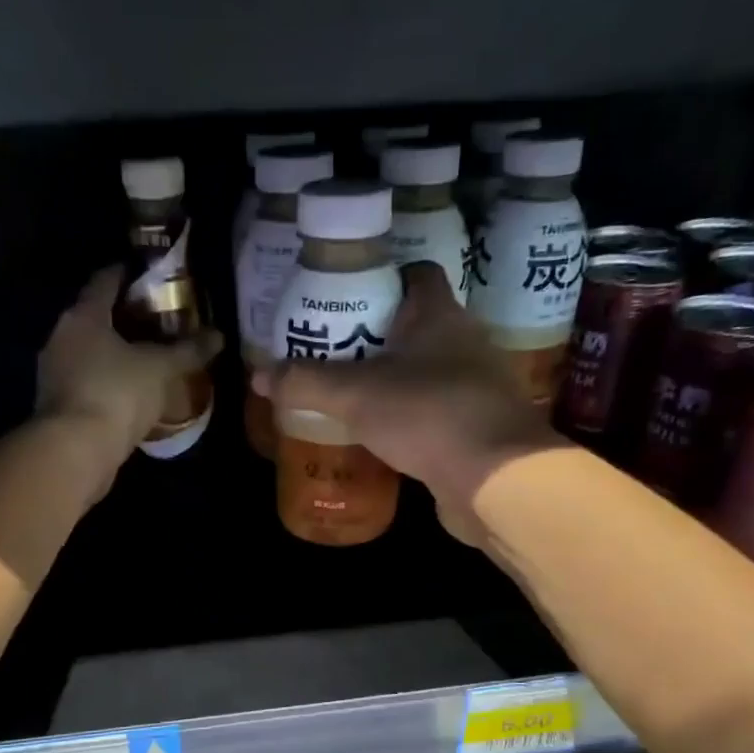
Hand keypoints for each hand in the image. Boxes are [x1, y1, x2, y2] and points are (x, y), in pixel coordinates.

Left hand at [37, 266, 221, 460]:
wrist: (75, 451)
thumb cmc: (117, 394)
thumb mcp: (161, 369)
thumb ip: (188, 350)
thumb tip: (219, 335)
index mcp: (83, 315)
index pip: (105, 280)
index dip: (129, 274)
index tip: (153, 278)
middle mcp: (61, 336)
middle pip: (95, 316)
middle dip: (125, 318)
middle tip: (159, 322)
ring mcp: (54, 372)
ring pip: (89, 351)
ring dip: (114, 353)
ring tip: (148, 359)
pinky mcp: (56, 405)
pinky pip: (87, 381)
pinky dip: (107, 381)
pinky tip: (130, 393)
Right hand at [254, 262, 560, 543]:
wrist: (495, 477)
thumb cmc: (427, 414)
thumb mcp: (354, 395)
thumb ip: (306, 382)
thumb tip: (258, 375)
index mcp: (439, 315)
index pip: (416, 275)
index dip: (382, 279)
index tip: (346, 299)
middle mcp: (465, 343)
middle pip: (418, 326)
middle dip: (378, 337)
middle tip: (335, 351)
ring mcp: (477, 387)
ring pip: (428, 371)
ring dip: (396, 380)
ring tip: (352, 395)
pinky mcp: (478, 426)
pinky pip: (437, 411)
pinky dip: (411, 417)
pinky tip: (382, 435)